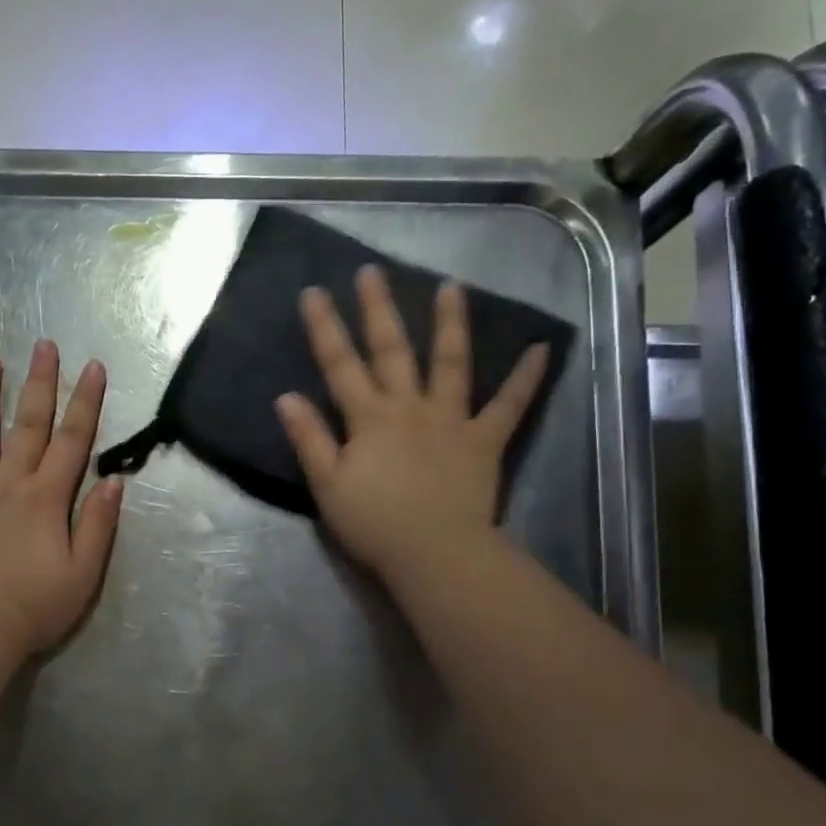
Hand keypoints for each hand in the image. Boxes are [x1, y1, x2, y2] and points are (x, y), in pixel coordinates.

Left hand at [0, 341, 122, 658]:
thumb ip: (99, 524)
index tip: (93, 367)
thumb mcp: (84, 572)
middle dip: (40, 383)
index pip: (72, 440)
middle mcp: (10, 483)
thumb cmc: (36, 607)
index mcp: (47, 497)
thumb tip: (114, 481)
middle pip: (28, 424)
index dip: (85, 402)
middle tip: (44, 345)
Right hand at [275, 266, 549, 584]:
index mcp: (369, 418)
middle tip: (373, 272)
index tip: (314, 292)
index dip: (324, 328)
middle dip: (379, 310)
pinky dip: (524, 378)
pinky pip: (508, 405)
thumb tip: (286, 397)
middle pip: (392, 351)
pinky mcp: (484, 441)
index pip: (340, 365)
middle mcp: (410, 407)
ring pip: (450, 363)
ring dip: (450, 324)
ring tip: (451, 287)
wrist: (433, 553)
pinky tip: (539, 350)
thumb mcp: (328, 485)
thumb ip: (309, 439)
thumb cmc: (374, 524)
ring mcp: (451, 420)